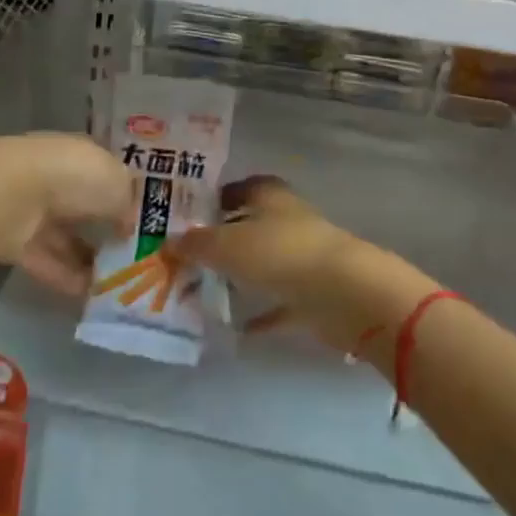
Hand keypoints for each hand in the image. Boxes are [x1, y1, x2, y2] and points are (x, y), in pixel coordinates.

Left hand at [0, 133, 134, 295]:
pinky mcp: (14, 240)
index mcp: (79, 154)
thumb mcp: (118, 185)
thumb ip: (128, 204)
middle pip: (82, 206)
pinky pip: (47, 261)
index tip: (140, 219)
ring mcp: (31, 209)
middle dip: (103, 228)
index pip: (103, 173)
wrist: (12, 194)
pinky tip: (91, 294)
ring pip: (64, 237)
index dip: (122, 194)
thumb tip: (128, 226)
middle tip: (130, 256)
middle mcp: (55, 177)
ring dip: (86, 258)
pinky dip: (66, 276)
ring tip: (115, 283)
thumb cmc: (74, 176)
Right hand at [175, 176, 430, 354]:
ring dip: (239, 276)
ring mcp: (303, 258)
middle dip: (221, 240)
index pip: (239, 187)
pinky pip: (279, 303)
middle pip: (249, 226)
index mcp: (270, 196)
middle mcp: (288, 221)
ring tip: (202, 290)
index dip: (215, 198)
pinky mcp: (313, 295)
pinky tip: (234, 327)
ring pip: (263, 264)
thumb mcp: (227, 245)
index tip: (186, 216)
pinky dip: (260, 313)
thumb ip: (197, 243)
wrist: (345, 294)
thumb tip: (170, 241)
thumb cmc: (281, 254)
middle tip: (186, 256)